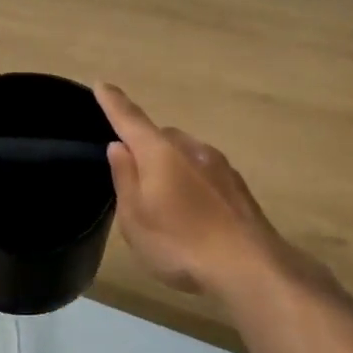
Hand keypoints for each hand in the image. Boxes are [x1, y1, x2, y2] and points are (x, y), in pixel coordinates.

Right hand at [96, 82, 333, 298]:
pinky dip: (192, 184)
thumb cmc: (180, 243)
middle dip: (145, 148)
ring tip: (165, 205)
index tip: (102, 85)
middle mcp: (192, 148)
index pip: (130, 119)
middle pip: (160, 137)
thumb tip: (119, 147)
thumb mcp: (135, 218)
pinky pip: (204, 173)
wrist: (250, 268)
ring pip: (185, 155)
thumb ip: (125, 178)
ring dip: (171, 168)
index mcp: (160, 153)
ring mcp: (220, 165)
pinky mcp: (238, 186)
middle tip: (134, 181)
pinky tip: (193, 215)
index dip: (114, 103)